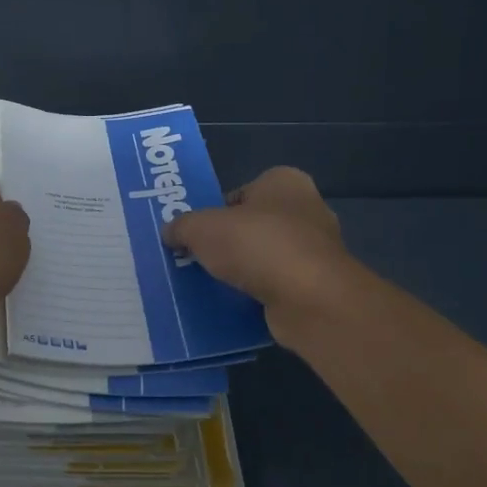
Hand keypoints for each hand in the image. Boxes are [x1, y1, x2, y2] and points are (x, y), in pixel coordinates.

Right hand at [161, 167, 349, 311]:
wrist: (310, 299)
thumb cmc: (257, 245)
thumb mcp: (202, 228)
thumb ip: (182, 226)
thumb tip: (169, 233)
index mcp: (284, 182)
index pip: (242, 192)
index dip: (216, 211)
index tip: (196, 232)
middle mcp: (306, 210)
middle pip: (253, 225)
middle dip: (228, 242)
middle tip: (198, 257)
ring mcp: (315, 250)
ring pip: (265, 257)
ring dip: (243, 270)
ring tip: (211, 284)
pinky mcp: (317, 285)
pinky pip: (277, 285)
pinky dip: (258, 293)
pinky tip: (234, 304)